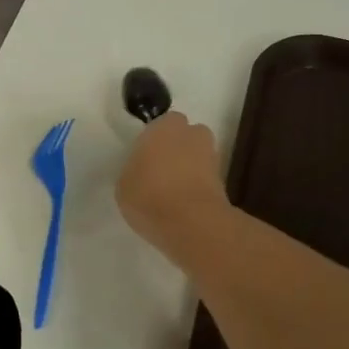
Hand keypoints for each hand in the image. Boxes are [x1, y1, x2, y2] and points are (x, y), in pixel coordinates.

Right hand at [116, 111, 228, 257]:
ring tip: (173, 191)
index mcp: (164, 127)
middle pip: (185, 136)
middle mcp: (191, 134)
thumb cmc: (149, 195)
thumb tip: (143, 171)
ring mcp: (211, 156)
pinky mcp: (224, 181)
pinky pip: (205, 177)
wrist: (191, 222)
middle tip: (161, 171)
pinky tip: (184, 203)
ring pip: (198, 155)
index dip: (154, 141)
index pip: (161, 125)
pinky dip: (198, 185)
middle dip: (177, 148)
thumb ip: (136, 169)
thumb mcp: (124, 183)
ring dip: (190, 166)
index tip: (146, 158)